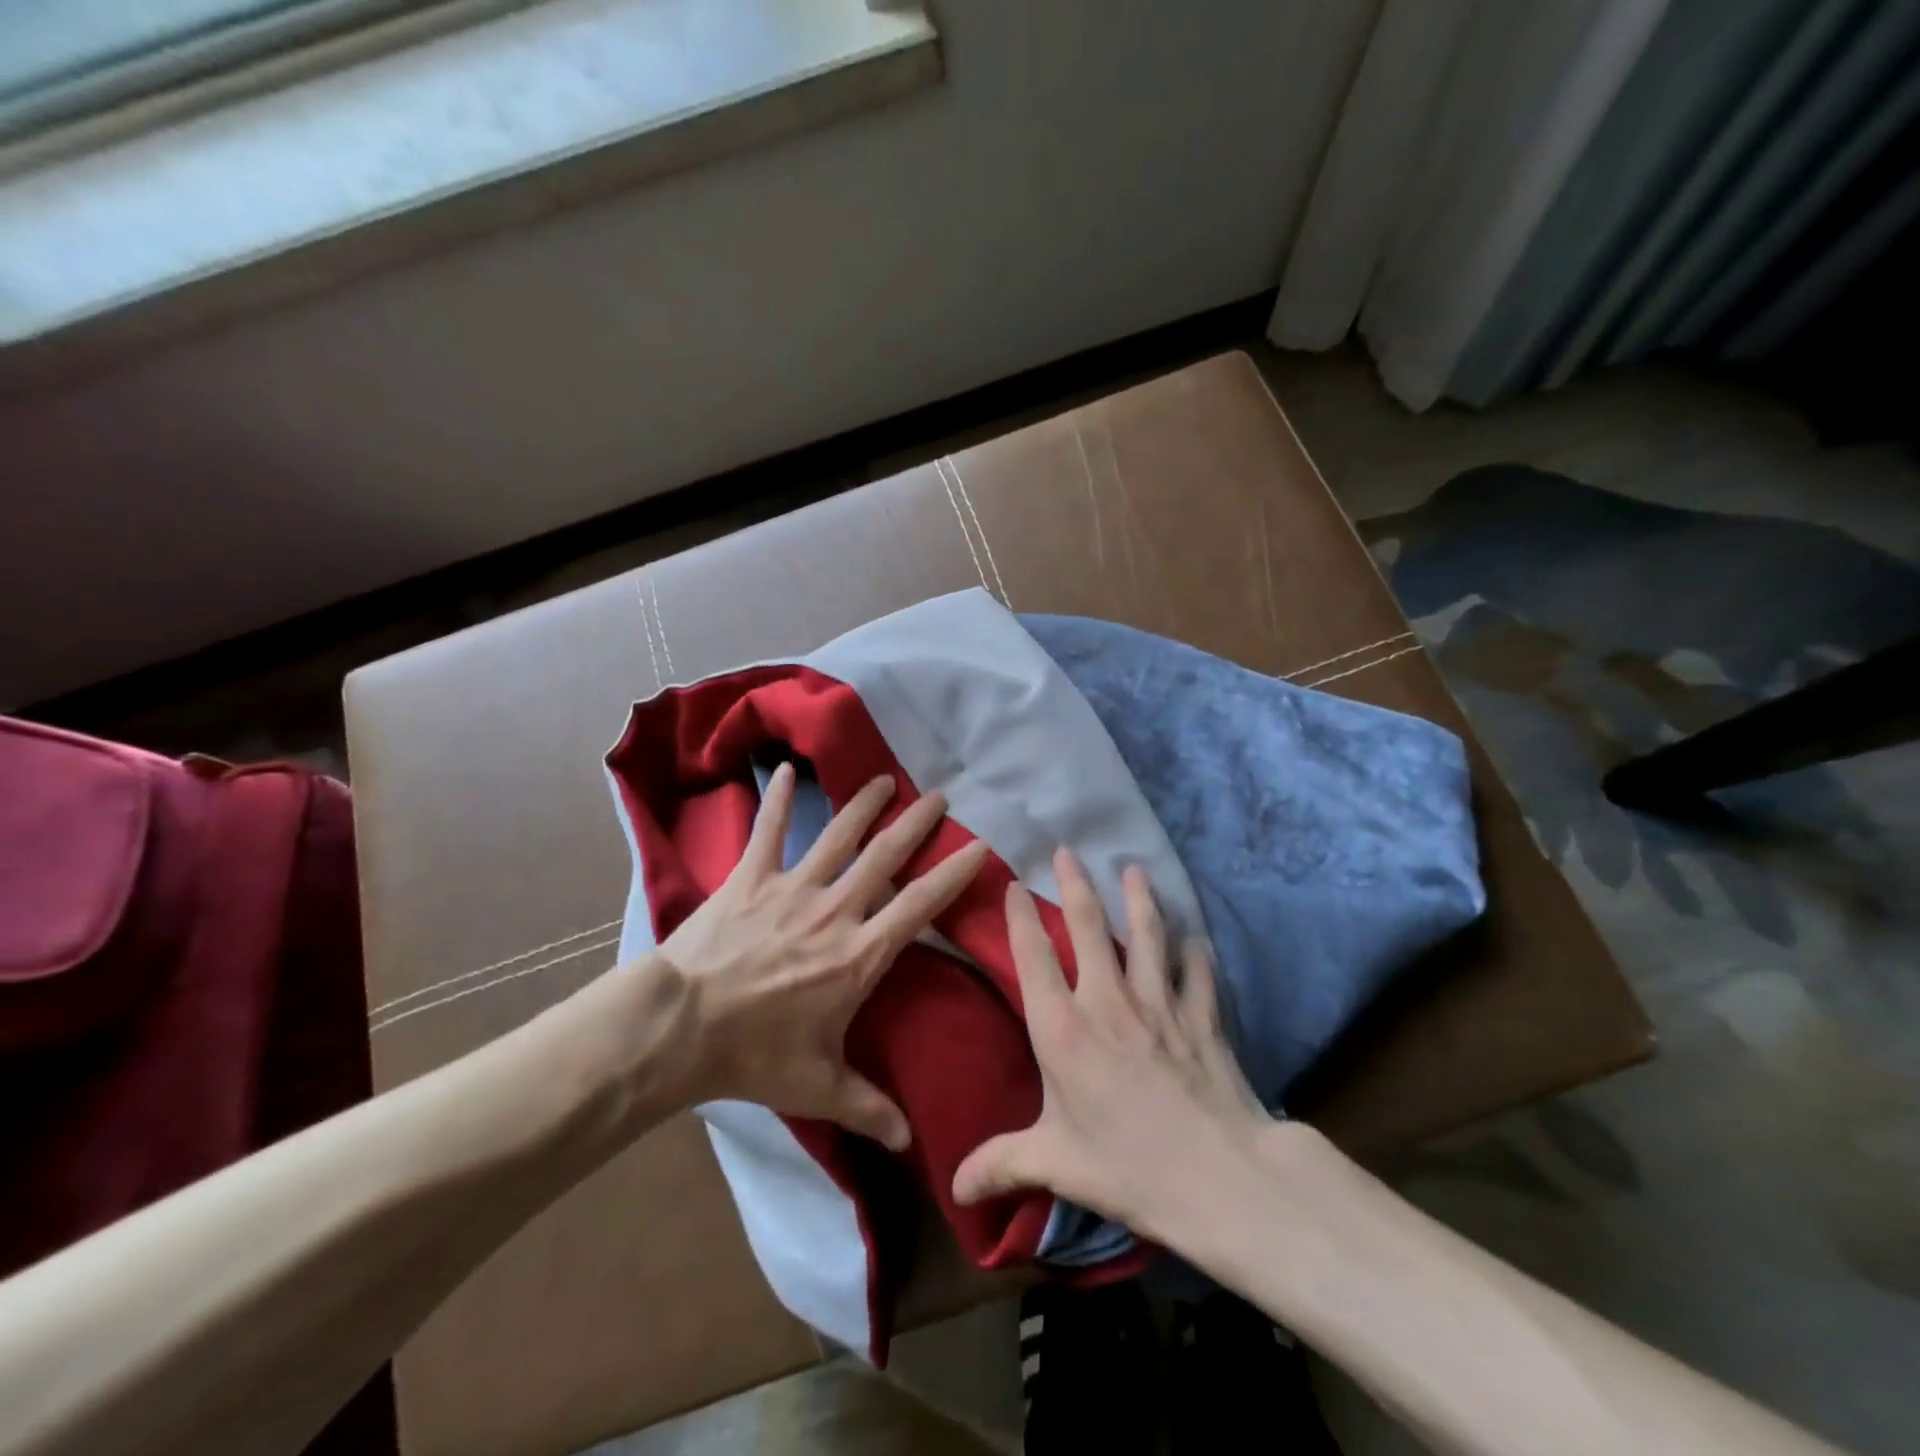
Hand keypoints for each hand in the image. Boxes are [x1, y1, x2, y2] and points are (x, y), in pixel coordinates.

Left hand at [656, 763, 987, 1150]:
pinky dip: (778, 802)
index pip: (919, 905)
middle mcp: (834, 910)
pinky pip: (768, 833)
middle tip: (940, 796)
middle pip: (885, 858)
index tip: (979, 845)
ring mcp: (790, 888)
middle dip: (916, 826)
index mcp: (859, 954)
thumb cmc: (755, 1056)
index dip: (953, 873)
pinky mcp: (749, 879)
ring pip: (838, 836)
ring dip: (864, 805)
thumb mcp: (819, 1087)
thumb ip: (869, 1108)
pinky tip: (787, 771)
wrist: (680, 1028)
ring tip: (885, 779)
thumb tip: (911, 1146)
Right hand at [951, 849, 1271, 1235]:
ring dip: (1139, 898)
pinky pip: (1197, 971)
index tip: (1015, 884)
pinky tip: (1195, 938)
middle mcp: (1108, 1001)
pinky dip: (1195, 952)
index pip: (1033, 957)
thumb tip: (953, 1187)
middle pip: (1088, 926)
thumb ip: (1000, 1165)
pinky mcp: (1201, 1015)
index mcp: (1063, 1029)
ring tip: (1133, 868)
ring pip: (1147, 933)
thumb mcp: (1055, 1164)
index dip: (1021, 917)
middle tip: (1068, 850)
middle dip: (1076, 883)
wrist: (1220, 1178)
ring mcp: (1159, 1002)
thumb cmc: (1128, 1167)